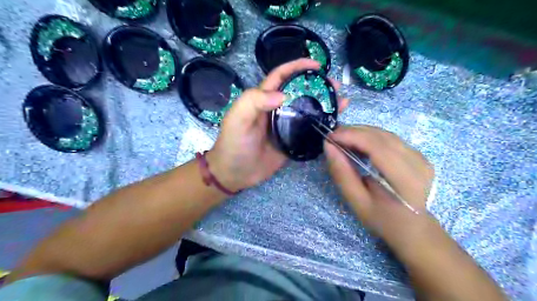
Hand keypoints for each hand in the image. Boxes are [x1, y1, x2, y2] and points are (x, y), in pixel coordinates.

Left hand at [208, 57, 350, 189]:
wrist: (236, 173)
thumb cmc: (234, 143)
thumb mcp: (237, 118)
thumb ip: (254, 101)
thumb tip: (283, 94)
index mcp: (263, 99)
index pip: (281, 76)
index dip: (297, 67)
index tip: (317, 65)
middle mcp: (277, 109)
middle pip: (299, 92)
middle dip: (317, 85)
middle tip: (336, 86)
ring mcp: (286, 126)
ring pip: (307, 110)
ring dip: (324, 104)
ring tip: (342, 101)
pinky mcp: (292, 141)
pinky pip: (309, 130)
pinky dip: (321, 125)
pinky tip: (334, 122)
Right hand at [322, 125, 434, 247]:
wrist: (413, 228)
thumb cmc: (383, 220)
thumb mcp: (357, 202)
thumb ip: (342, 173)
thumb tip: (329, 146)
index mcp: (406, 180)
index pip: (377, 147)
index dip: (352, 136)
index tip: (330, 137)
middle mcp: (418, 163)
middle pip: (381, 136)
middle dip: (354, 132)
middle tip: (332, 137)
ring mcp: (421, 157)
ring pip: (385, 134)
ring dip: (361, 132)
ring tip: (342, 138)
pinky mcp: (418, 154)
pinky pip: (390, 138)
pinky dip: (370, 137)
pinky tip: (358, 142)